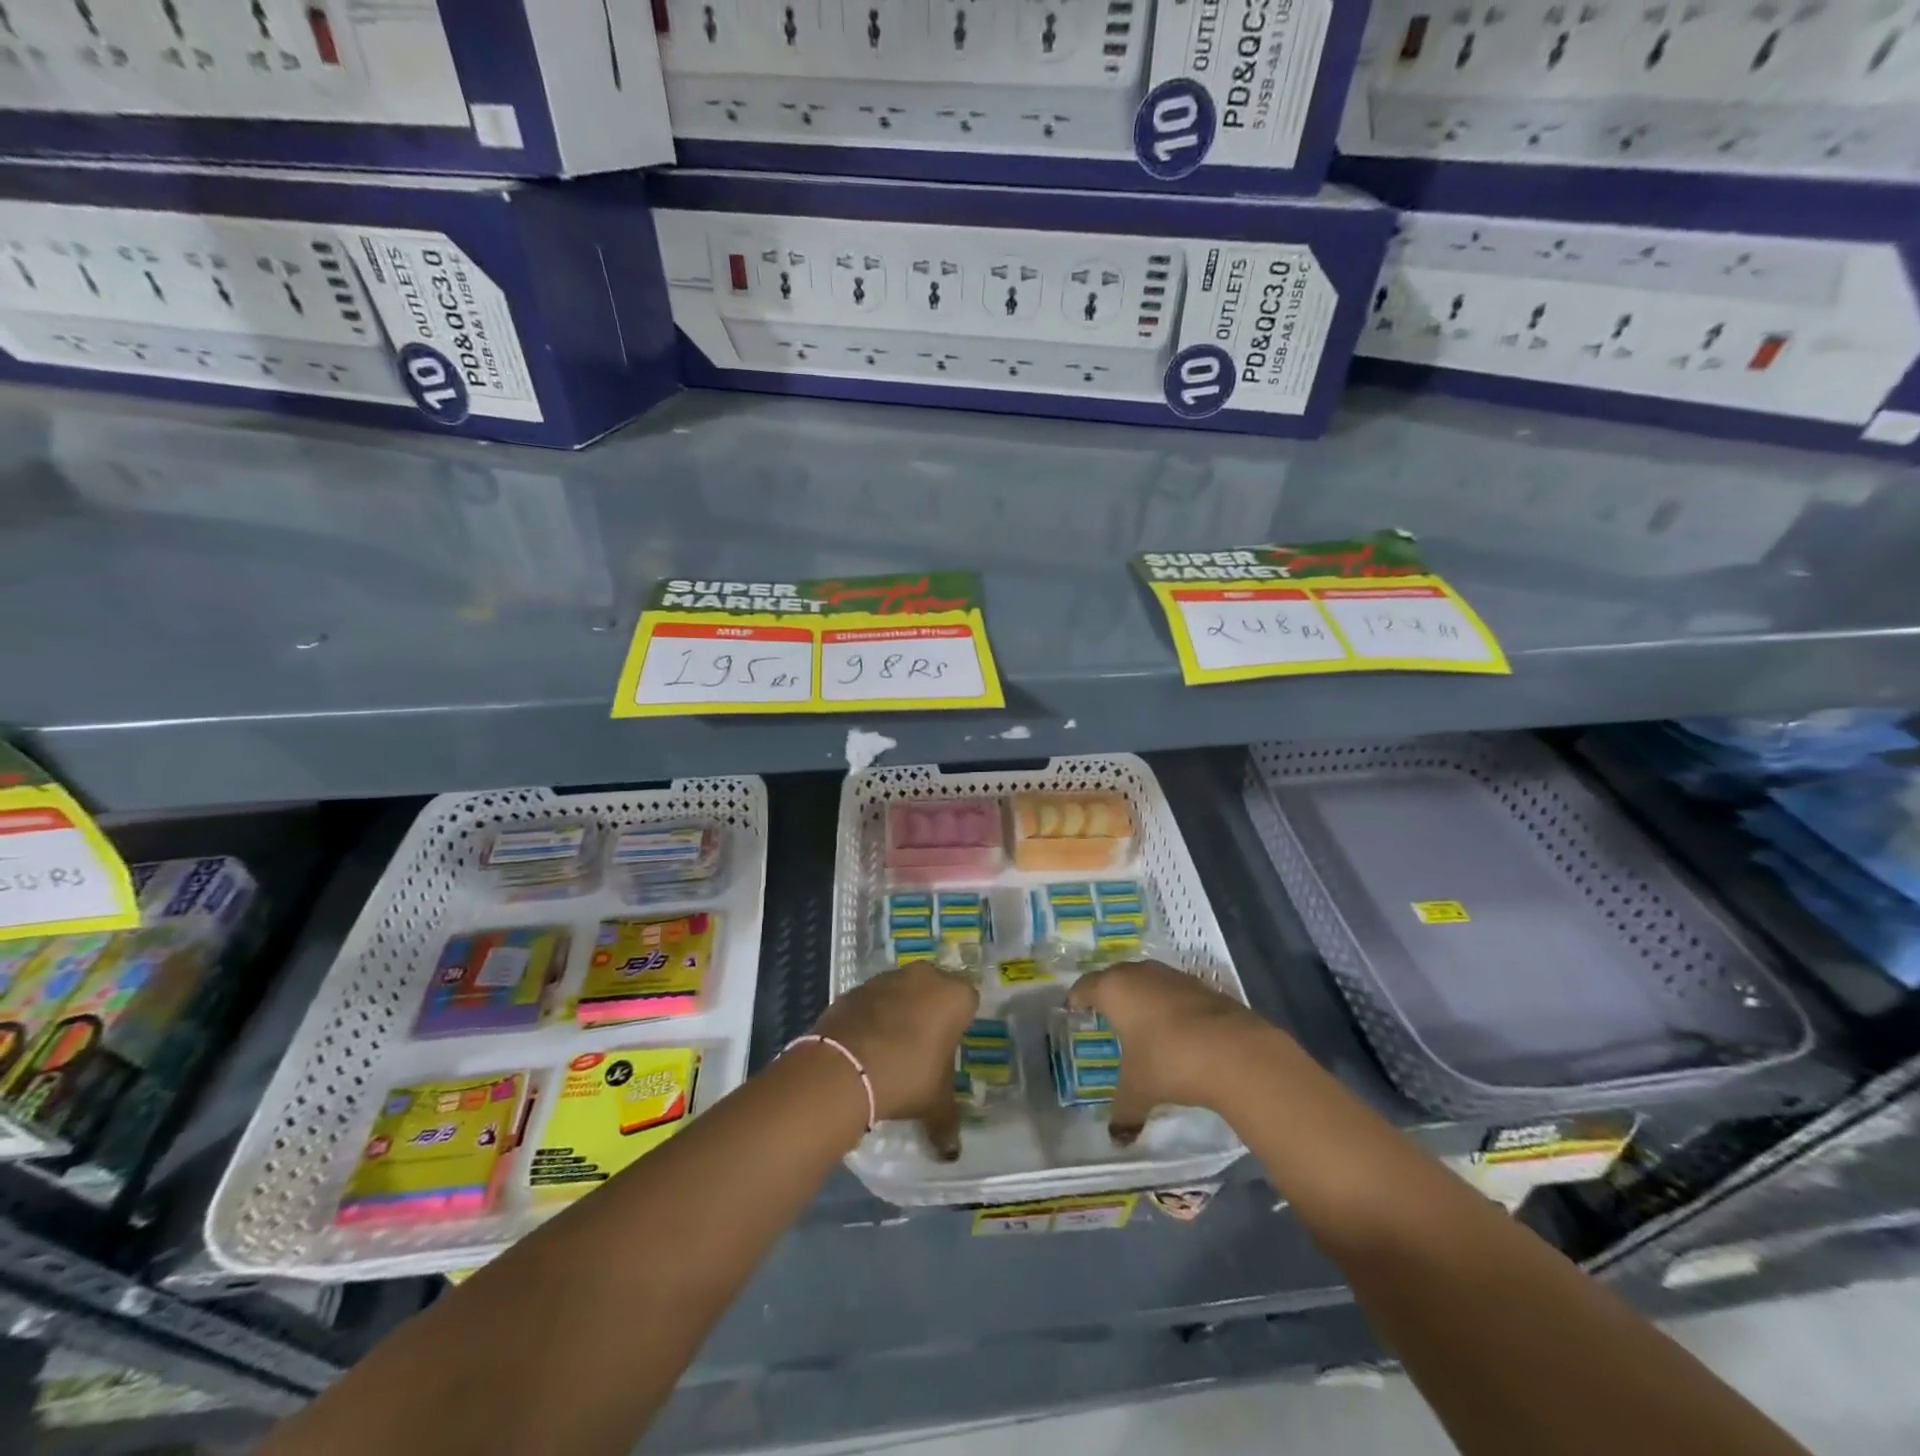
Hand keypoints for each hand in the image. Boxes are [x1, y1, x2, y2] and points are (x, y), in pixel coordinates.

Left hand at [811, 960, 979, 1159]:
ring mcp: (887, 977)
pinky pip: (873, 1000)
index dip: (959, 1025)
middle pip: (934, 990)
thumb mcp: (935, 1104)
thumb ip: (948, 1122)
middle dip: (930, 1013)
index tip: (948, 1049)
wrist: (844, 1067)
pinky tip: (866, 1046)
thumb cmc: (907, 1076)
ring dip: (900, 1011)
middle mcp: (925, 976)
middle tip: (923, 1048)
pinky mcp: (856, 987)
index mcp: (954, 995)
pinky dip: (872, 1016)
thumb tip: (952, 1151)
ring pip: (902, 991)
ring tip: (891, 1049)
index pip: (968, 1002)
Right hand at [1068, 959, 1270, 1143]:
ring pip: (1147, 981)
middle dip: (1108, 995)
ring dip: (1141, 997)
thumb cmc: (1168, 1061)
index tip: (1073, 1011)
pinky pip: (1174, 992)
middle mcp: (1140, 974)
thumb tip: (1117, 1137)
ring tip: (1139, 1023)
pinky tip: (1175, 1030)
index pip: (1085, 987)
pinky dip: (1168, 1005)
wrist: (1234, 1051)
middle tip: (1104, 1016)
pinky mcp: (1203, 986)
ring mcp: (1174, 977)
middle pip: (1115, 977)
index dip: (1076, 999)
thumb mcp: (1138, 1090)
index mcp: (1114, 989)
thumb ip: (1123, 1110)